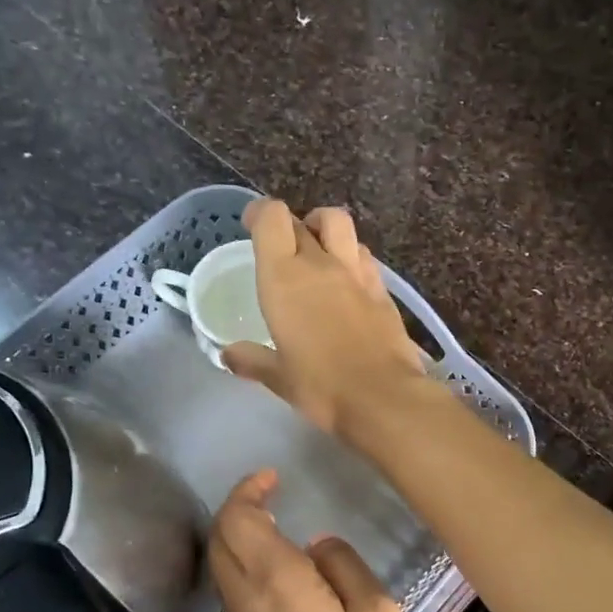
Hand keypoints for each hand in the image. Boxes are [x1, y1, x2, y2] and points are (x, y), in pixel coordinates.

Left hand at [208, 469, 408, 611]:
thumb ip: (344, 567)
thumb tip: (317, 546)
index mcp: (276, 584)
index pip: (238, 521)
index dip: (248, 491)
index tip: (272, 477)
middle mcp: (248, 602)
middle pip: (219, 541)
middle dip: (237, 510)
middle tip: (271, 495)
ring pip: (222, 568)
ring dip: (238, 538)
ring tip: (276, 525)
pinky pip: (237, 593)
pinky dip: (246, 566)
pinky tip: (283, 571)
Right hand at [222, 200, 428, 438]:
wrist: (383, 397)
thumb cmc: (321, 387)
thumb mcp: (278, 378)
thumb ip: (252, 360)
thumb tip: (228, 355)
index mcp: (285, 278)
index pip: (272, 218)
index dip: (260, 214)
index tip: (252, 226)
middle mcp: (321, 264)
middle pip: (303, 221)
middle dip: (288, 226)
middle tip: (280, 249)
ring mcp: (357, 273)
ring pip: (340, 225)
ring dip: (324, 229)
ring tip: (317, 251)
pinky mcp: (383, 290)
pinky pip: (363, 255)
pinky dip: (351, 256)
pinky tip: (347, 280)